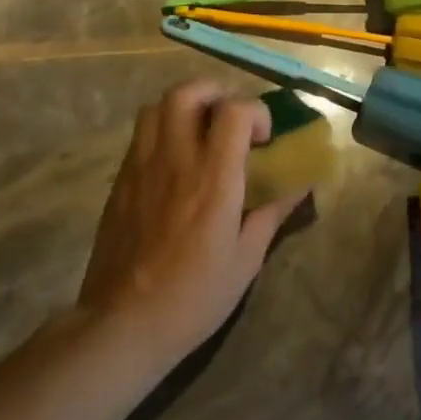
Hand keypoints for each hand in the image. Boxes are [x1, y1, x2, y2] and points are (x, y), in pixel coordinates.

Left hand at [78, 80, 302, 374]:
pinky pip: (141, 136)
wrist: (122, 326)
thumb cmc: (194, 296)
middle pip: (187, 92)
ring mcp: (141, 167)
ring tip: (201, 131)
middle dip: (215, 92)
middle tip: (230, 118)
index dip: (255, 112)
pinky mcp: (119, 182)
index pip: (233, 111)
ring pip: (157, 106)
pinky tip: (175, 162)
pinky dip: (163, 131)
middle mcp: (175, 160)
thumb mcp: (246, 259)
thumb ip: (273, 213)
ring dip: (185, 107)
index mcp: (213, 178)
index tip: (264, 139)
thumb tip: (300, 185)